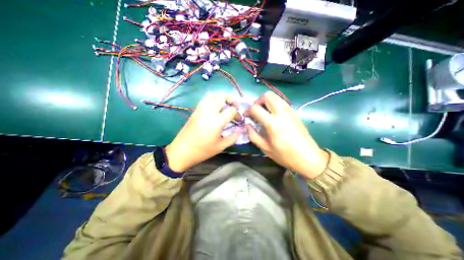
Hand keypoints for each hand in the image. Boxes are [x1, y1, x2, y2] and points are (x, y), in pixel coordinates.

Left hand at [165, 93, 238, 172]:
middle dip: (231, 100)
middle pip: (222, 97)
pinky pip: (205, 99)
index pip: (231, 110)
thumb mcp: (221, 146)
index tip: (238, 120)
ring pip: (212, 95)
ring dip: (221, 97)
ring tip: (225, 105)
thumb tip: (240, 129)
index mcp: (216, 122)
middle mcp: (208, 112)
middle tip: (234, 107)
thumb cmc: (203, 151)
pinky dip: (212, 99)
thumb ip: (233, 137)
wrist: (182, 151)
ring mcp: (200, 110)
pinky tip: (214, 108)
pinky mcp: (195, 111)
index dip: (237, 114)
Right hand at [246, 92, 329, 178]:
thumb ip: (253, 135)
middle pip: (267, 96)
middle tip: (255, 111)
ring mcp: (290, 111)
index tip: (246, 116)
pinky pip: (281, 102)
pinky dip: (274, 105)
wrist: (309, 158)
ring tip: (263, 113)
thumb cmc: (285, 155)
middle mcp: (281, 113)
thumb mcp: (265, 148)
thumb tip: (247, 125)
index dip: (248, 110)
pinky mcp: (294, 113)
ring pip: (276, 97)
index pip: (256, 108)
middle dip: (258, 101)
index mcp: (273, 123)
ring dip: (266, 102)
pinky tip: (273, 116)